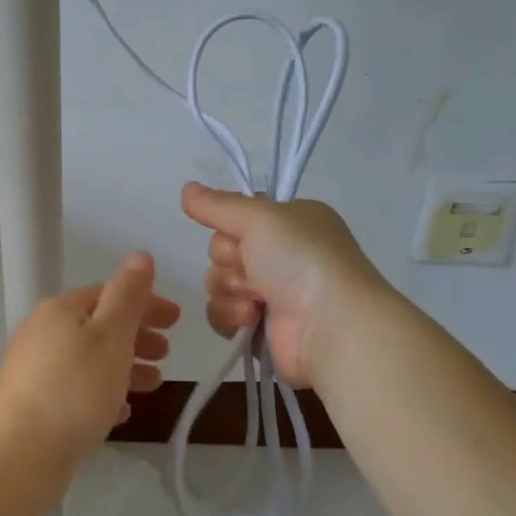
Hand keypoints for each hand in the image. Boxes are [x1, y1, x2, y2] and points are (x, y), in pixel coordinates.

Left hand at [0, 253, 179, 469]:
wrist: (20, 455)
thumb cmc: (75, 389)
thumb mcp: (111, 335)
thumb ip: (128, 294)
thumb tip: (140, 254)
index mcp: (60, 309)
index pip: (109, 293)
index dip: (145, 304)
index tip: (177, 321)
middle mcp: (42, 332)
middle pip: (98, 325)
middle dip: (137, 336)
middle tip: (168, 354)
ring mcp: (34, 368)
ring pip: (89, 358)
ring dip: (125, 366)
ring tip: (154, 384)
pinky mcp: (33, 403)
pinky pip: (76, 389)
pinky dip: (102, 392)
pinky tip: (122, 412)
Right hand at [181, 182, 385, 385]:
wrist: (329, 325)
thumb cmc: (300, 260)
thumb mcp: (259, 217)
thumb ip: (218, 205)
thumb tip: (185, 189)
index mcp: (291, 222)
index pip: (239, 215)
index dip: (230, 224)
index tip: (239, 232)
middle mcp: (283, 254)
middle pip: (223, 249)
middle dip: (229, 260)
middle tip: (250, 267)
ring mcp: (273, 292)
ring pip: (219, 282)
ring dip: (229, 289)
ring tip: (255, 300)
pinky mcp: (260, 326)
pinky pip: (222, 313)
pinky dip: (229, 315)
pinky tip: (250, 319)